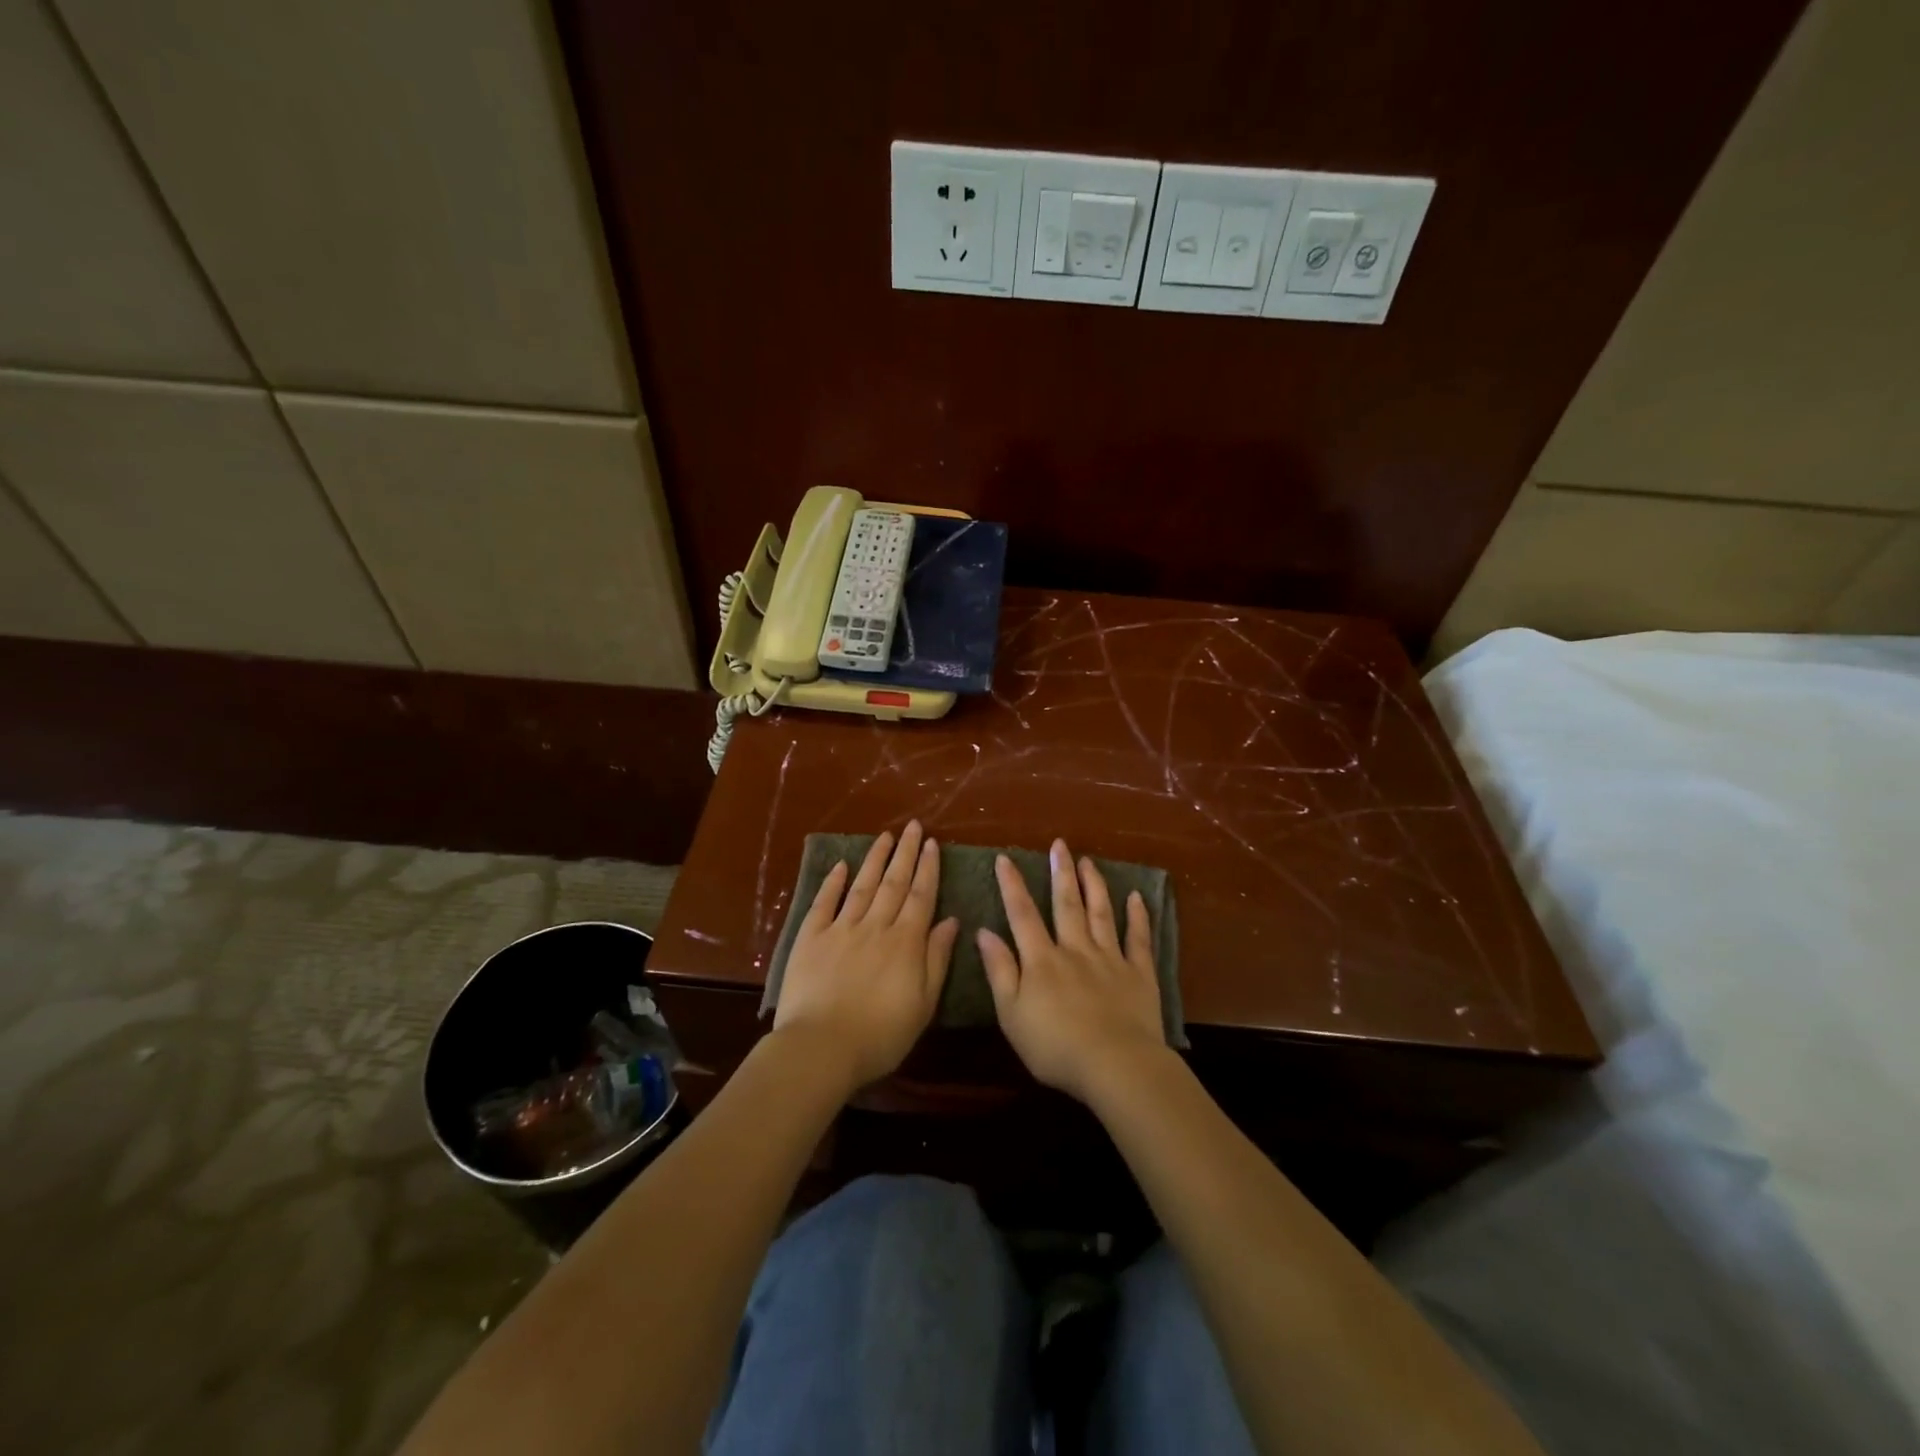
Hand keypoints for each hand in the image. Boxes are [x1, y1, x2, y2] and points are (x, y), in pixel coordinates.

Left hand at [773, 821, 959, 1091]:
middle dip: (905, 852)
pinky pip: (824, 903)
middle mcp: (875, 926)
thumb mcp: (923, 1003)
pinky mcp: (811, 938)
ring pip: (863, 885)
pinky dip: (833, 882)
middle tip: (912, 825)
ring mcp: (841, 929)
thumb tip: (951, 920)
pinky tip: (841, 865)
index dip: (927, 868)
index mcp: (905, 942)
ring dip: (875, 859)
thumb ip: (937, 959)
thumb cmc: (880, 1035)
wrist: (822, 1048)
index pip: (920, 896)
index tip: (932, 843)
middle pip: (894, 883)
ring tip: (885, 836)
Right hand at [977, 840, 1168, 1103]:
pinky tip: (1136, 897)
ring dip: (1094, 885)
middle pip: (1066, 904)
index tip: (1005, 858)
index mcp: (1042, 960)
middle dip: (1061, 872)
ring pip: (1101, 913)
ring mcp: (1110, 959)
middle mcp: (1076, 949)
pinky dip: (1138, 917)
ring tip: (1088, 861)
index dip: (1012, 885)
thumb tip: (983, 931)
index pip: (1022, 914)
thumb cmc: (1055, 1046)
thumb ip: (999, 970)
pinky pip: (1138, 939)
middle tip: (1060, 844)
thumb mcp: (1011, 1014)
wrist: (1115, 1065)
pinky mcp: (1139, 974)